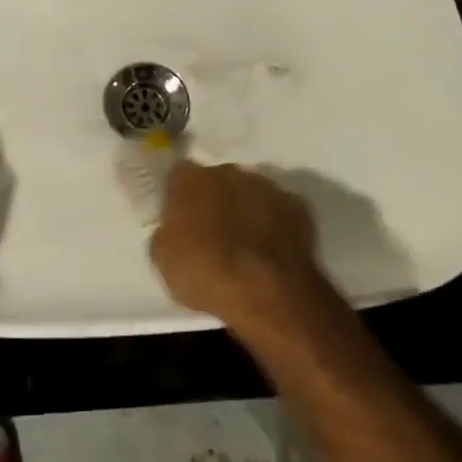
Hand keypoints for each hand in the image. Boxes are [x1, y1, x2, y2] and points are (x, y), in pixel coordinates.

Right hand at [150, 160, 324, 334]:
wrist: (266, 290)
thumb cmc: (206, 272)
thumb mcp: (164, 259)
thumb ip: (167, 232)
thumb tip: (174, 229)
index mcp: (190, 179)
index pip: (178, 176)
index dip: (179, 197)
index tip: (181, 219)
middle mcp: (228, 172)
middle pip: (217, 180)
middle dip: (215, 200)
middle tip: (213, 233)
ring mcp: (266, 186)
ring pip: (250, 192)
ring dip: (246, 209)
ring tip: (246, 244)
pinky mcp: (297, 206)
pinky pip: (279, 210)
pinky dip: (275, 224)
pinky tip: (272, 250)